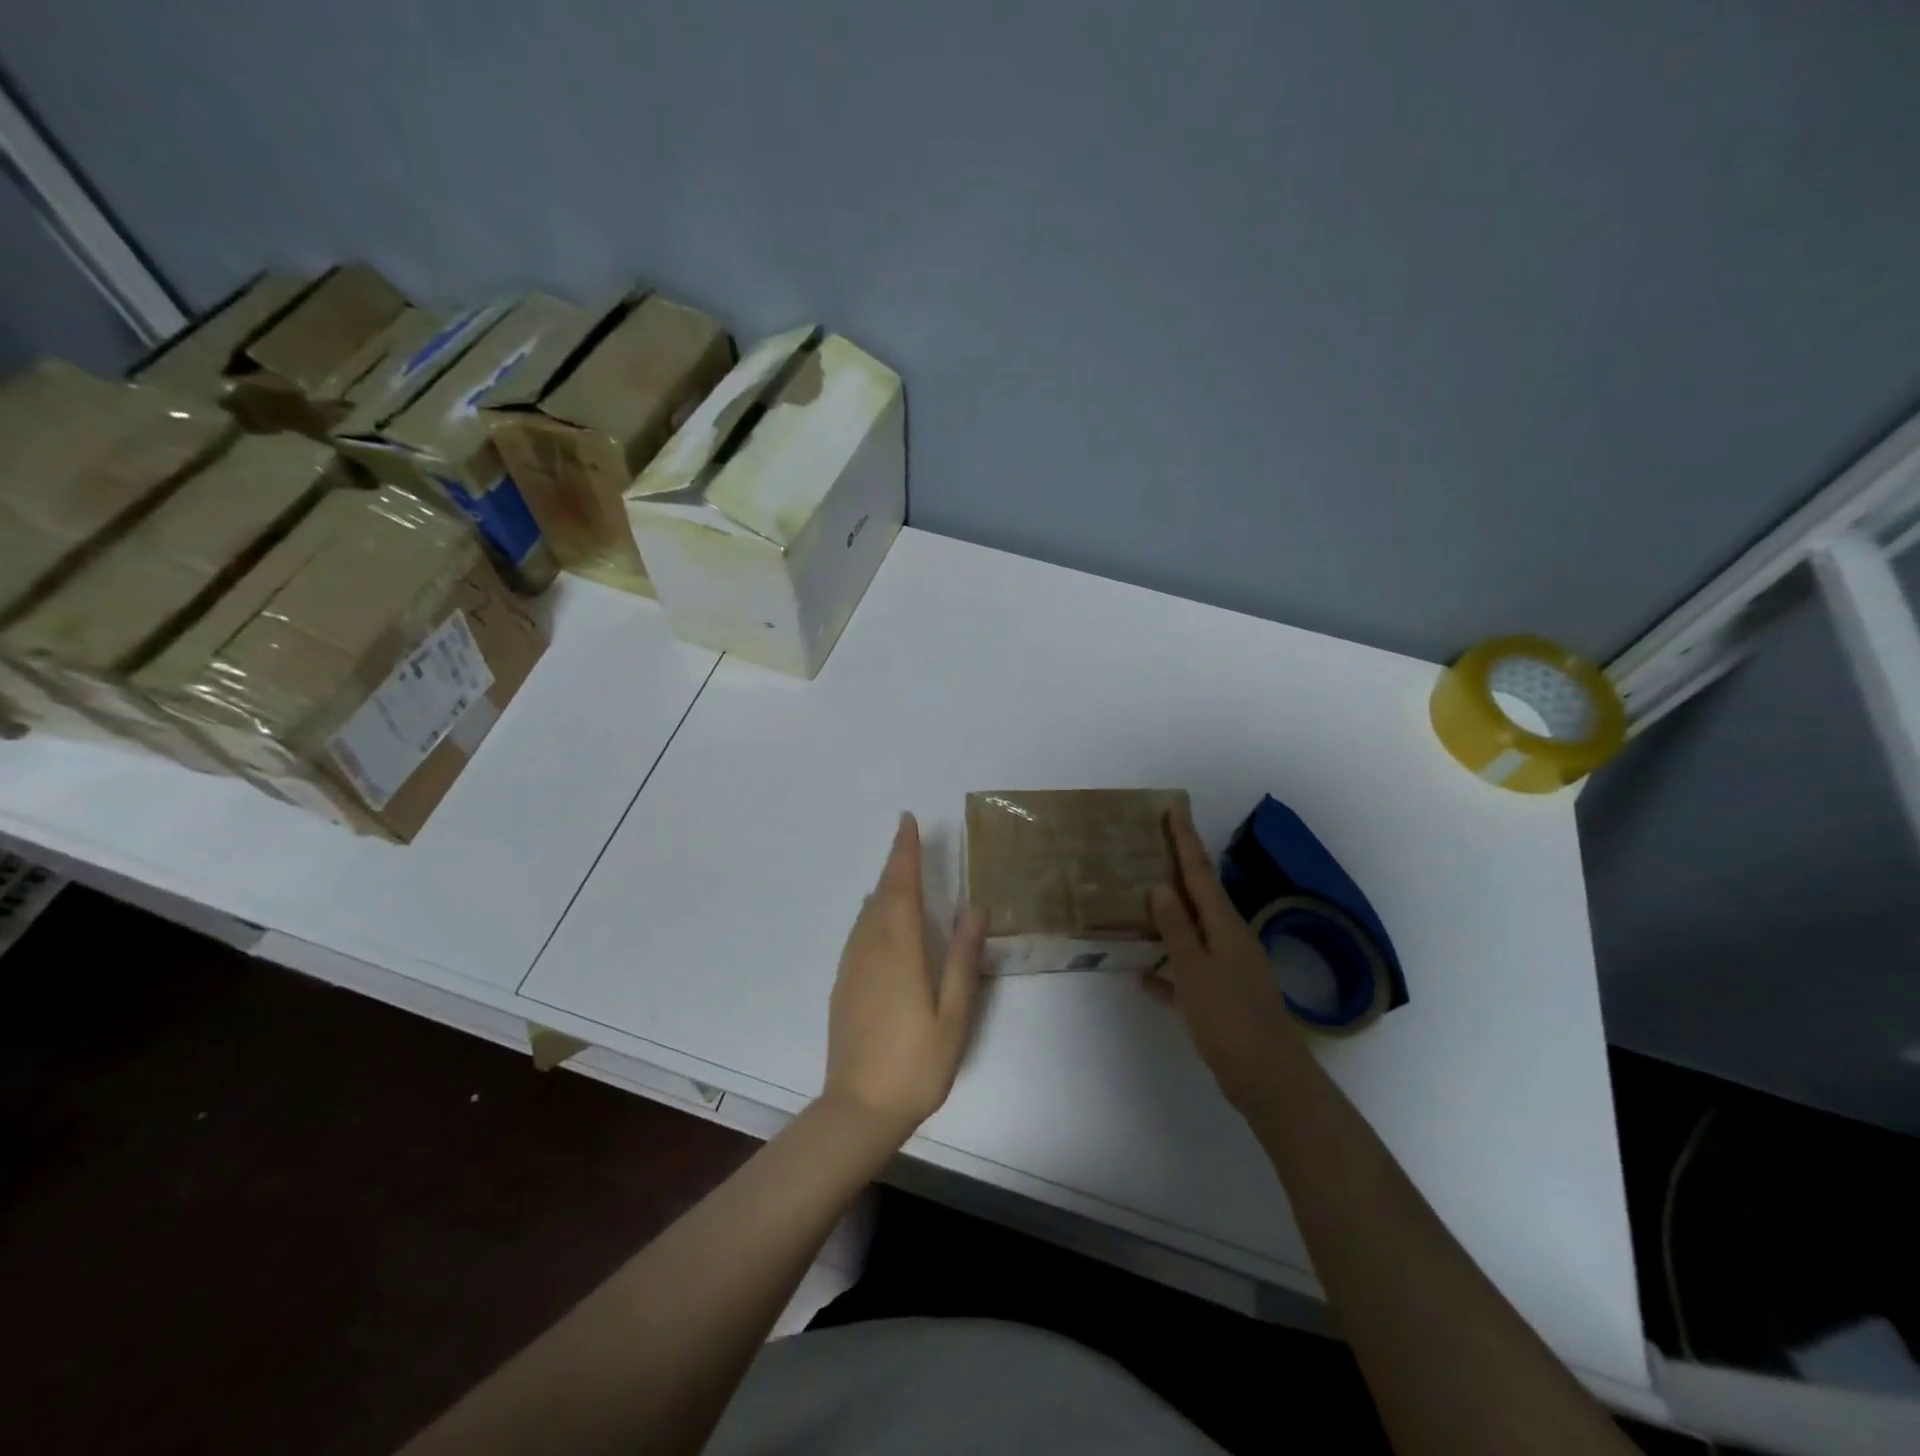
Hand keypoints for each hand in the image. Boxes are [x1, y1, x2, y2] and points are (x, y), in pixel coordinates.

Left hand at [823, 813, 984, 1143]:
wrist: (858, 1109)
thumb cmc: (916, 1063)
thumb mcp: (954, 1015)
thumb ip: (962, 959)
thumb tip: (973, 908)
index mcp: (899, 951)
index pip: (901, 887)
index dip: (904, 852)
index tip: (907, 821)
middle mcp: (870, 949)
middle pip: (881, 895)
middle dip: (895, 864)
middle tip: (907, 840)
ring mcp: (851, 968)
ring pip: (866, 914)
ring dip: (883, 888)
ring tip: (898, 874)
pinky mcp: (843, 986)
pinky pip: (859, 934)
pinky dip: (872, 914)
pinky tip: (879, 921)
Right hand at [1148, 805, 1301, 1111]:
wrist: (1268, 1078)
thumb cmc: (1228, 1018)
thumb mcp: (1195, 970)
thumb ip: (1176, 928)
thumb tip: (1161, 886)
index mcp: (1224, 925)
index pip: (1199, 872)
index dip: (1185, 840)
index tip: (1174, 809)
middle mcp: (1230, 938)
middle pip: (1200, 895)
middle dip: (1181, 868)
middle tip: (1155, 844)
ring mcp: (1230, 967)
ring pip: (1194, 930)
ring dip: (1171, 914)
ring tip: (1145, 899)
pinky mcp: (1224, 995)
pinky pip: (1191, 969)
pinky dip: (1170, 968)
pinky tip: (1145, 979)